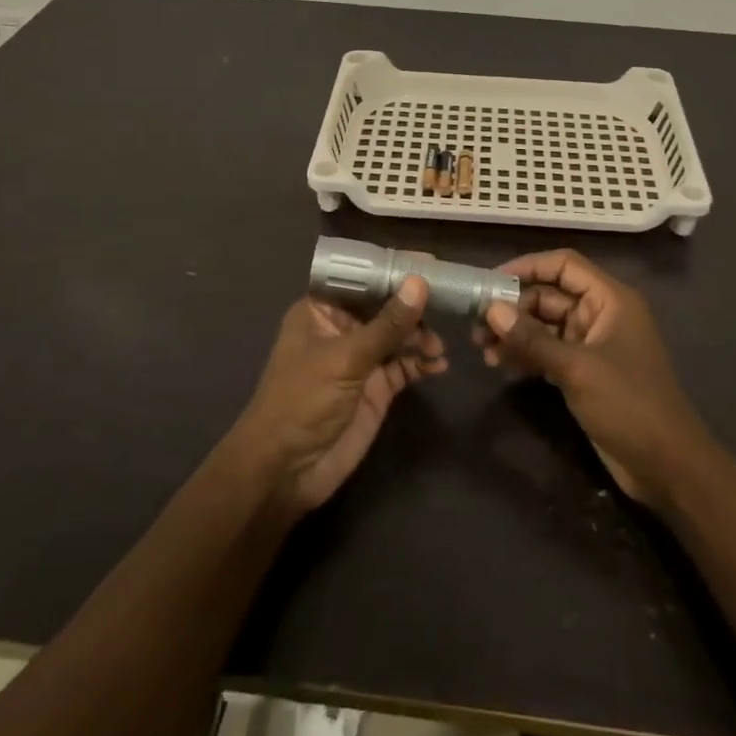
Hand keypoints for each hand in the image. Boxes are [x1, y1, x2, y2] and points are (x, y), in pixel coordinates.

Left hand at [233, 278, 446, 515]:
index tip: (430, 263)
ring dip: (421, 336)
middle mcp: (342, 329)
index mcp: (321, 310)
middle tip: (449, 302)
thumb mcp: (345, 358)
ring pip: (399, 335)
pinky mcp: (376, 388)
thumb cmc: (303, 401)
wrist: (286, 471)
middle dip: (414, 305)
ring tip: (437, 346)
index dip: (393, 269)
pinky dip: (422, 363)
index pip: (361, 278)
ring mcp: (361, 359)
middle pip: (385, 305)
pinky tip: (438, 364)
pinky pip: (405, 366)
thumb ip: (387, 324)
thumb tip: (420, 283)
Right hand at [478, 249, 712, 510]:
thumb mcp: (577, 369)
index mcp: (610, 300)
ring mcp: (593, 345)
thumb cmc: (629, 405)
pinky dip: (526, 354)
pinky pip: (549, 351)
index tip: (491, 282)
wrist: (667, 466)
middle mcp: (601, 314)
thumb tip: (492, 310)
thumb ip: (532, 338)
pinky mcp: (585, 372)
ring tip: (483, 349)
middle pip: (550, 296)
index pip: (564, 266)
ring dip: (516, 333)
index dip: (527, 267)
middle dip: (514, 307)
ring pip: (546, 325)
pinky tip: (501, 365)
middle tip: (477, 325)